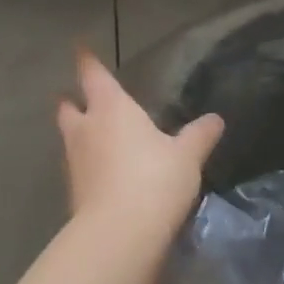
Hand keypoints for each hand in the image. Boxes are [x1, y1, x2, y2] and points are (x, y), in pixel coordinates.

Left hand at [58, 48, 222, 230]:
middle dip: (72, 101)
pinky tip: (104, 173)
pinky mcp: (74, 194)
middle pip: (68, 108)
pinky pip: (79, 169)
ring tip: (96, 137)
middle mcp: (86, 130)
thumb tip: (215, 119)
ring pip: (70, 139)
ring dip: (79, 135)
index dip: (87, 61)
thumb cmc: (154, 179)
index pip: (94, 76)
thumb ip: (199, 135)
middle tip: (78, 99)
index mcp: (112, 109)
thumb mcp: (187, 156)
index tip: (80, 49)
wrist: (120, 234)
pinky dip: (88, 165)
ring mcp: (75, 163)